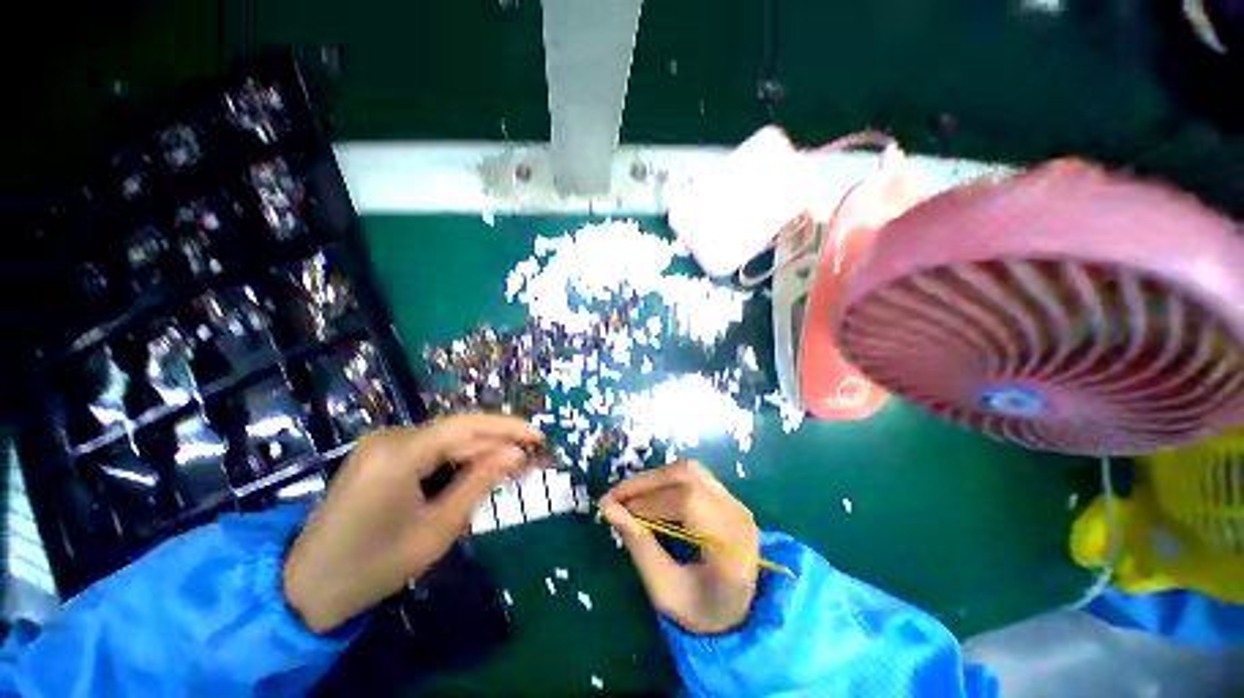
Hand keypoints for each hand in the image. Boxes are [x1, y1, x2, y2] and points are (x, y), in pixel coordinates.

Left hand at [282, 414, 541, 632]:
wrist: (307, 588)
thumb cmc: (375, 566)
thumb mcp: (438, 528)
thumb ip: (480, 483)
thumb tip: (517, 454)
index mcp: (399, 454)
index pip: (466, 426)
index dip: (507, 427)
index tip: (538, 435)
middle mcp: (389, 438)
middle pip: (457, 430)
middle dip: (497, 440)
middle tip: (530, 453)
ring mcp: (382, 444)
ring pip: (446, 437)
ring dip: (480, 449)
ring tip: (511, 462)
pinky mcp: (380, 455)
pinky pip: (430, 447)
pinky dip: (458, 457)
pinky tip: (477, 468)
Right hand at [600, 460, 759, 634]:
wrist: (739, 614)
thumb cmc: (701, 611)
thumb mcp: (665, 591)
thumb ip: (639, 547)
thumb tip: (608, 508)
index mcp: (730, 546)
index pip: (688, 502)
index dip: (649, 500)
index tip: (617, 509)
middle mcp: (737, 514)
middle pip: (688, 476)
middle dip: (646, 482)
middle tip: (615, 495)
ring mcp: (736, 502)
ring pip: (690, 470)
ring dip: (655, 478)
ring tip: (629, 495)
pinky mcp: (728, 497)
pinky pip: (694, 476)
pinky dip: (667, 480)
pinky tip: (650, 495)